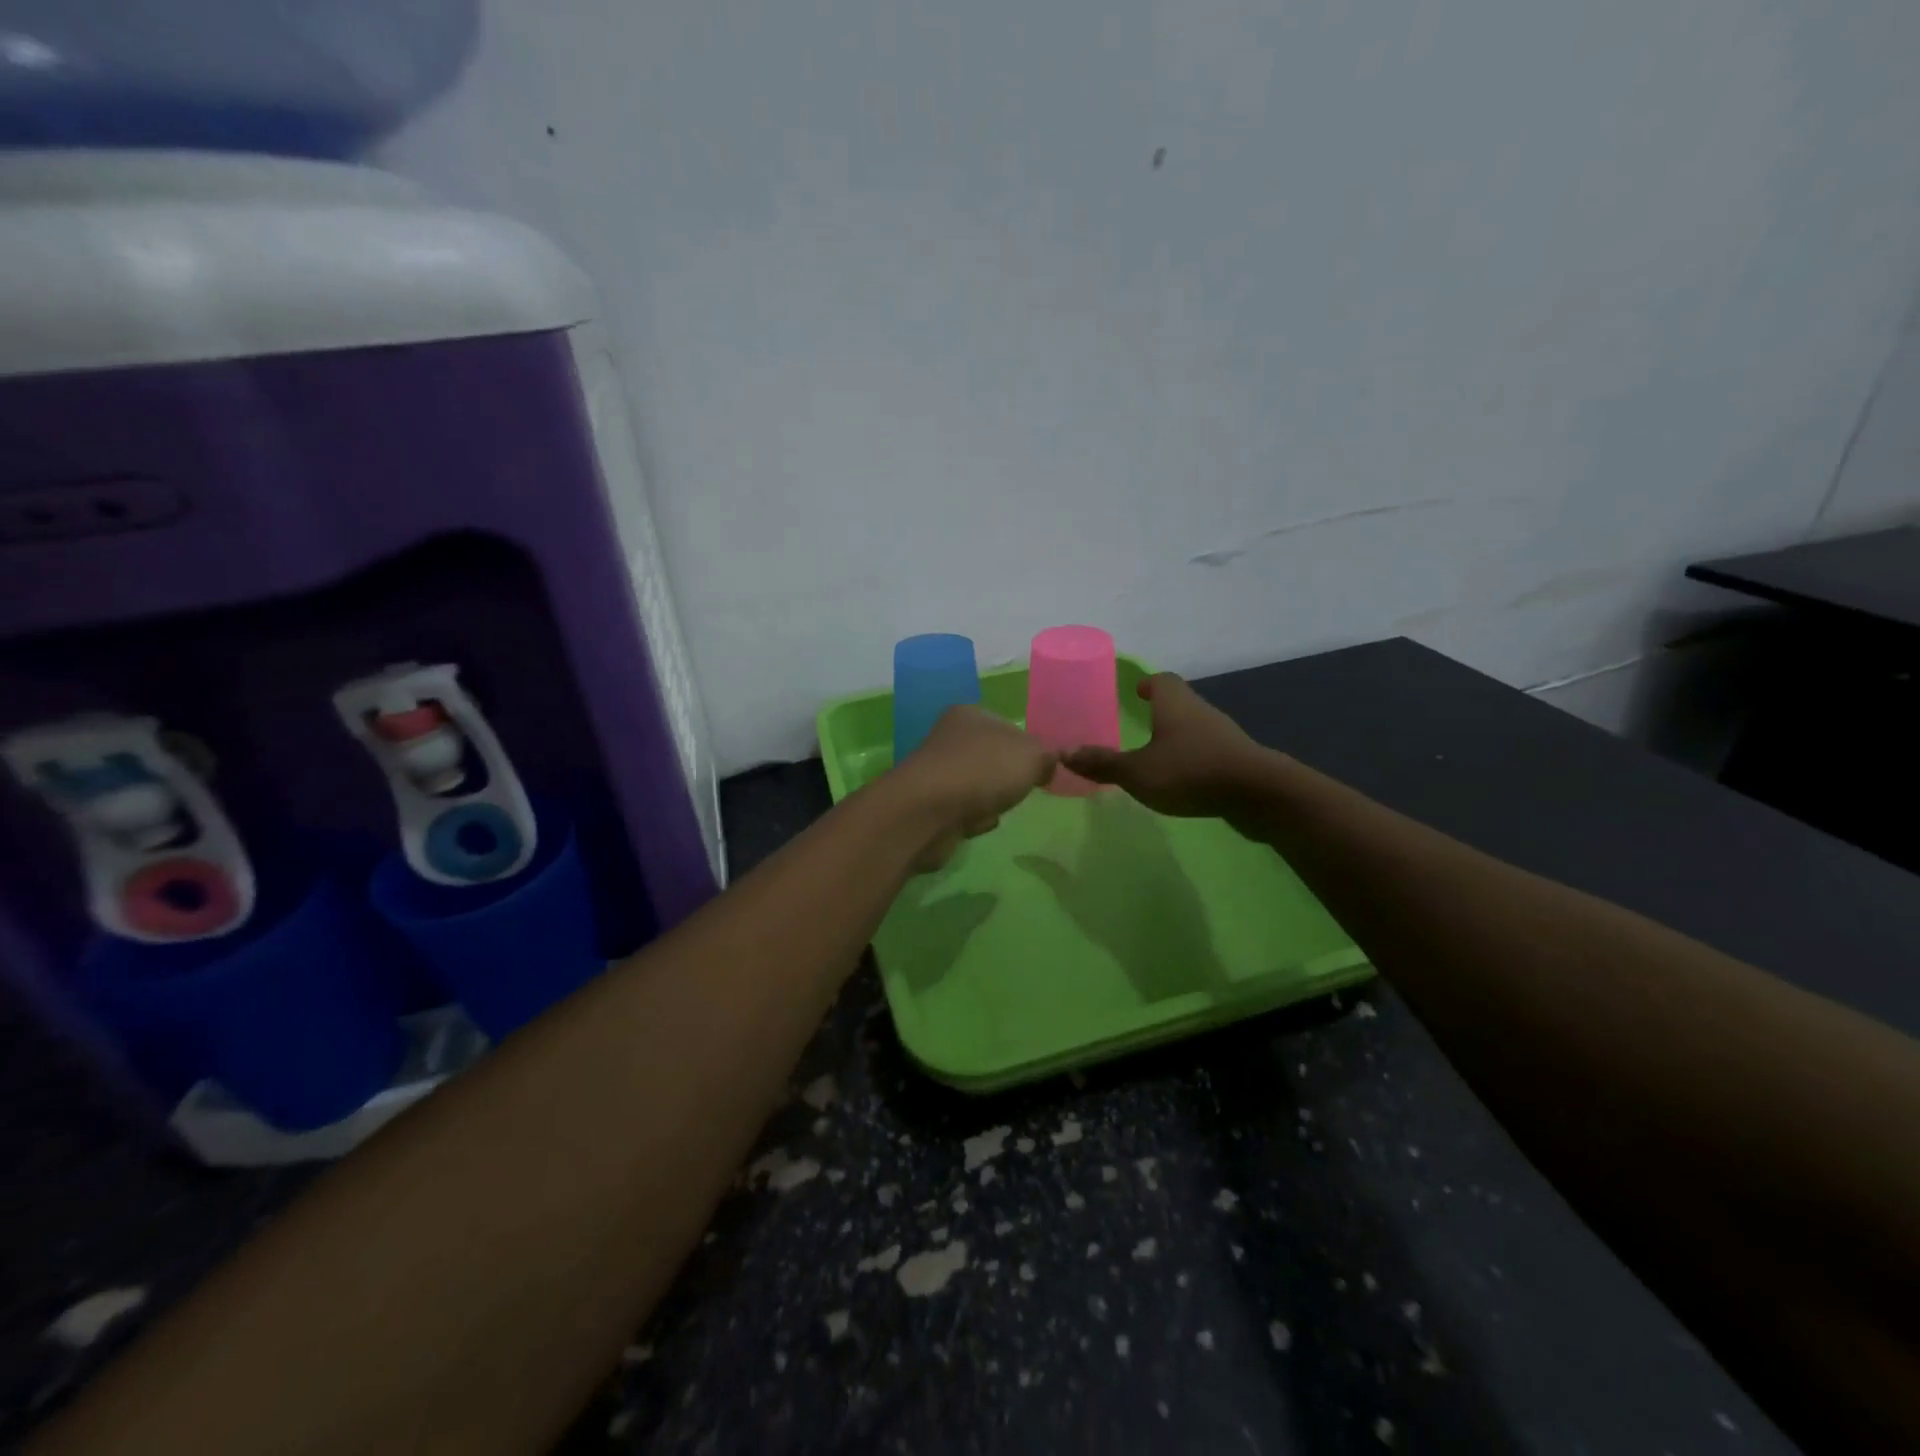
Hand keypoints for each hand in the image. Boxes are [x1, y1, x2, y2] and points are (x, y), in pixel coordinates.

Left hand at [888, 706, 1057, 870]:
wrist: (929, 811)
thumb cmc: (984, 770)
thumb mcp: (1032, 755)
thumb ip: (1046, 756)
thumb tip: (1045, 765)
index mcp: (970, 715)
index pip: (1008, 728)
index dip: (1028, 750)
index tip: (1041, 770)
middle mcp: (949, 739)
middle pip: (993, 760)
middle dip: (1009, 779)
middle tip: (1020, 790)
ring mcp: (937, 773)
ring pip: (978, 787)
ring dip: (992, 802)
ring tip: (995, 809)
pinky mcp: (929, 806)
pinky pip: (963, 812)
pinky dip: (973, 820)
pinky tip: (974, 824)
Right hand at [1063, 673, 1268, 819]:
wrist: (1258, 794)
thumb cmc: (1190, 772)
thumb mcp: (1137, 772)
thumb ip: (1102, 763)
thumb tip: (1063, 752)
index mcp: (1175, 704)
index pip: (1161, 681)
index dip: (1147, 684)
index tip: (1136, 692)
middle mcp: (1200, 711)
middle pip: (1179, 702)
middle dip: (1160, 710)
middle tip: (1139, 723)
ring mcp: (1223, 735)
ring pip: (1194, 727)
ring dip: (1177, 735)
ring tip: (1156, 754)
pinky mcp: (1237, 759)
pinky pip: (1207, 750)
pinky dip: (1193, 757)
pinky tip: (1182, 778)